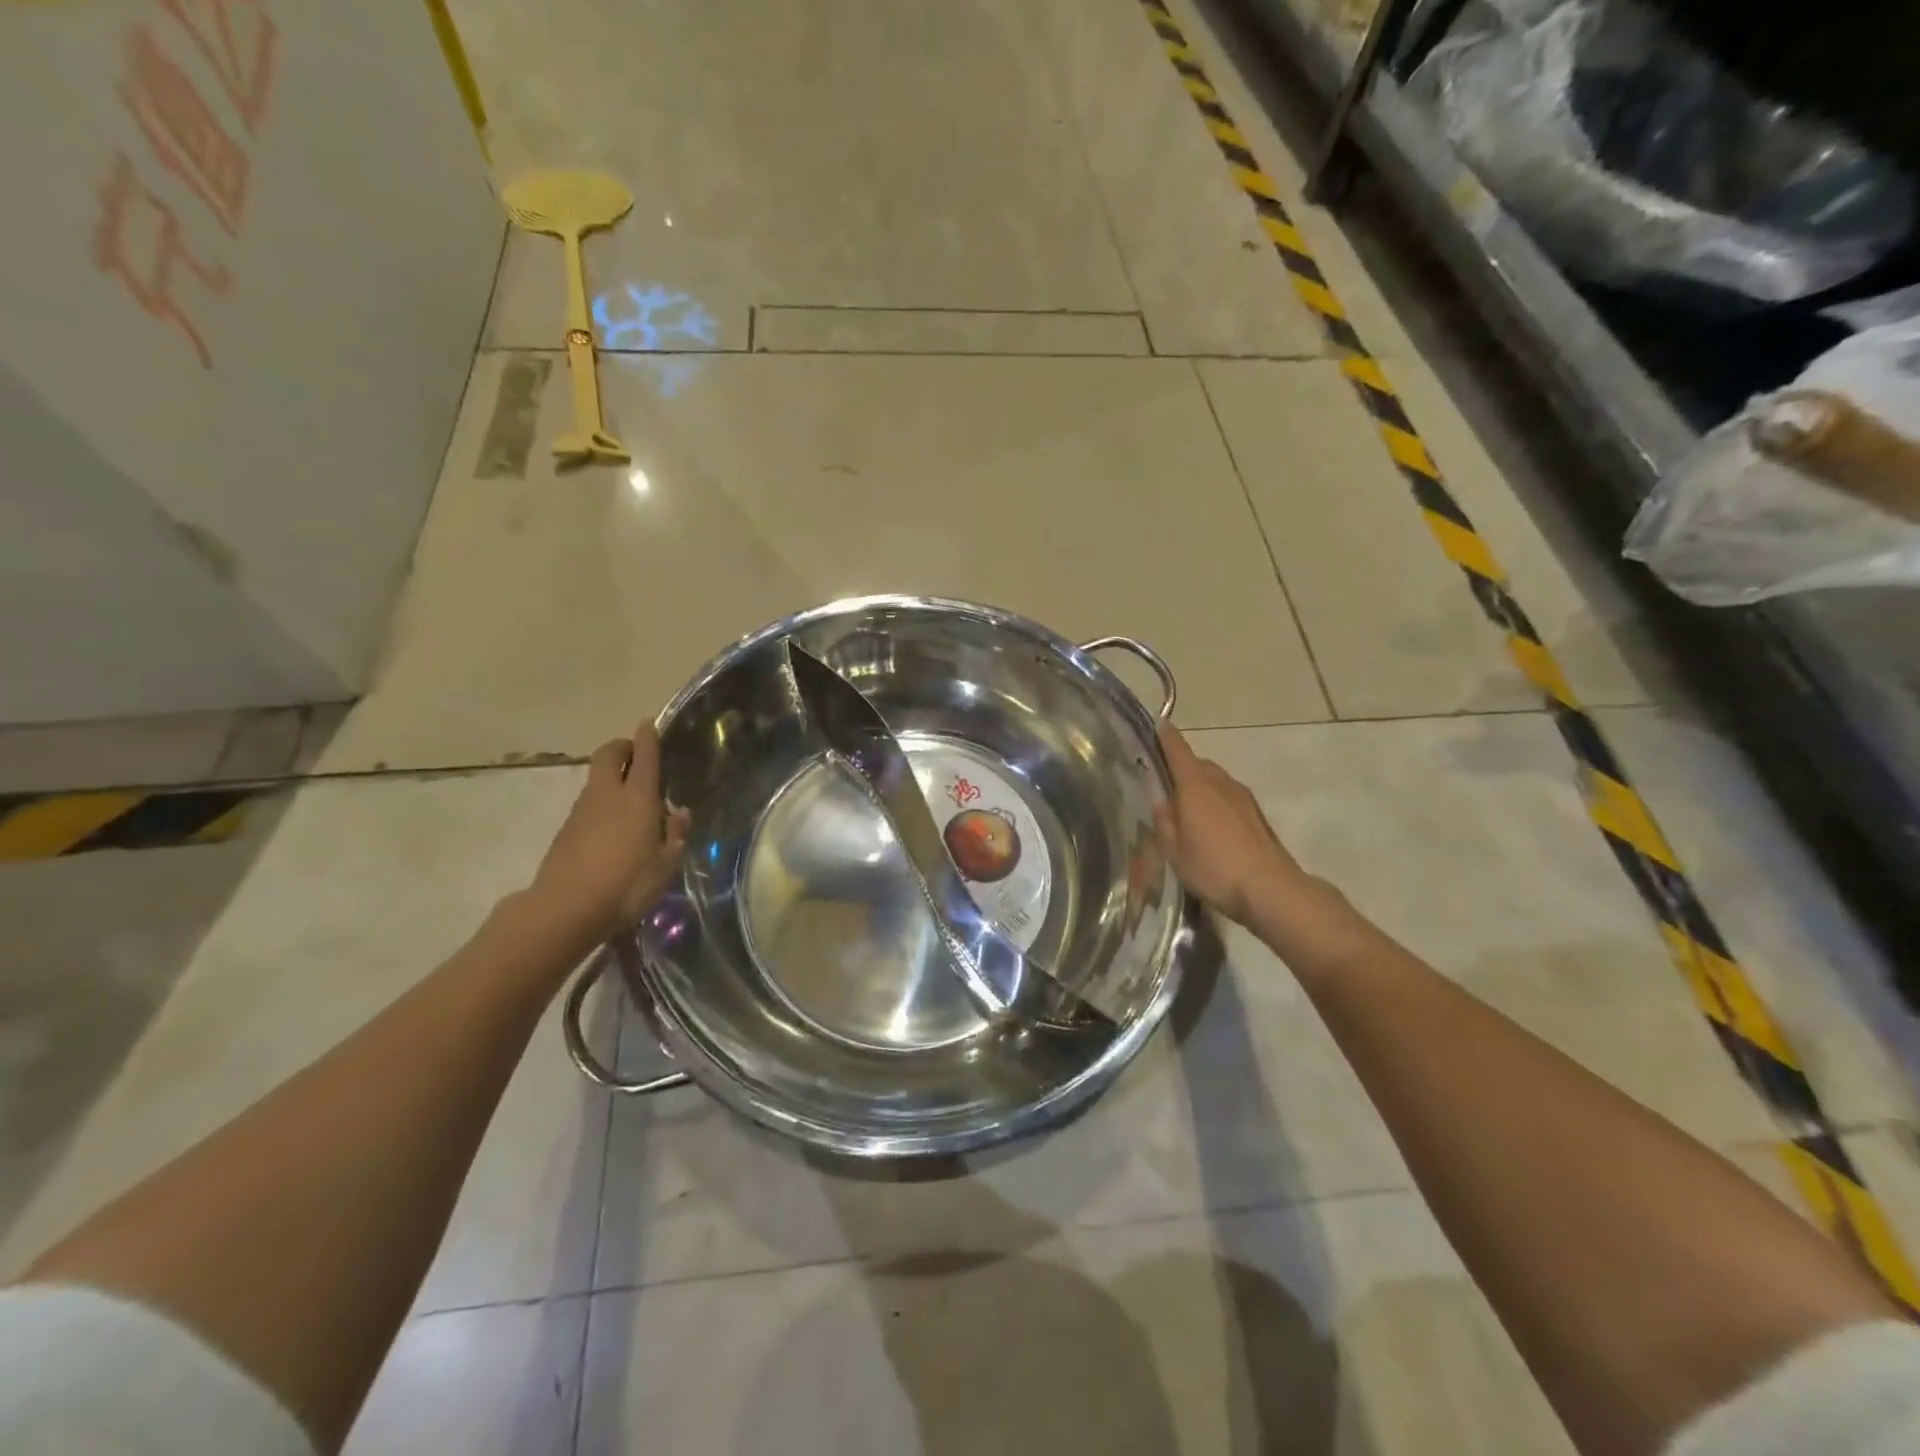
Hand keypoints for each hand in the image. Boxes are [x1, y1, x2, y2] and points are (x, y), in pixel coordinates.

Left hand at [526, 723, 690, 946]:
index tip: (650, 724)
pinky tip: (612, 830)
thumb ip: (675, 835)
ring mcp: (581, 811)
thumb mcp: (665, 865)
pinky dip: (601, 804)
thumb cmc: (627, 885)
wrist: (565, 909)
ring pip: (597, 780)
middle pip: (609, 754)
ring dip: (611, 778)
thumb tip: (680, 812)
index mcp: (638, 799)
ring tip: (630, 801)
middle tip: (637, 756)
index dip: (647, 737)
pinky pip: (588, 804)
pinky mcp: (565, 830)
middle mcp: (607, 795)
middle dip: (622, 748)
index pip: (644, 756)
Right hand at [1154, 725, 1323, 932]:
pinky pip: (1227, 796)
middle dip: (1178, 768)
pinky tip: (1209, 828)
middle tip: (1161, 788)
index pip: (1176, 747)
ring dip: (1198, 787)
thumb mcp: (1173, 848)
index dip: (1164, 734)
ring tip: (1184, 812)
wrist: (1271, 888)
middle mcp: (1220, 781)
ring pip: (1213, 780)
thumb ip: (1163, 816)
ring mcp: (1242, 796)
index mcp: (1195, 784)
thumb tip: (1157, 792)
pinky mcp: (1256, 813)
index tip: (1154, 723)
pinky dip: (1214, 801)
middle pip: (1195, 763)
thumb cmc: (1214, 867)